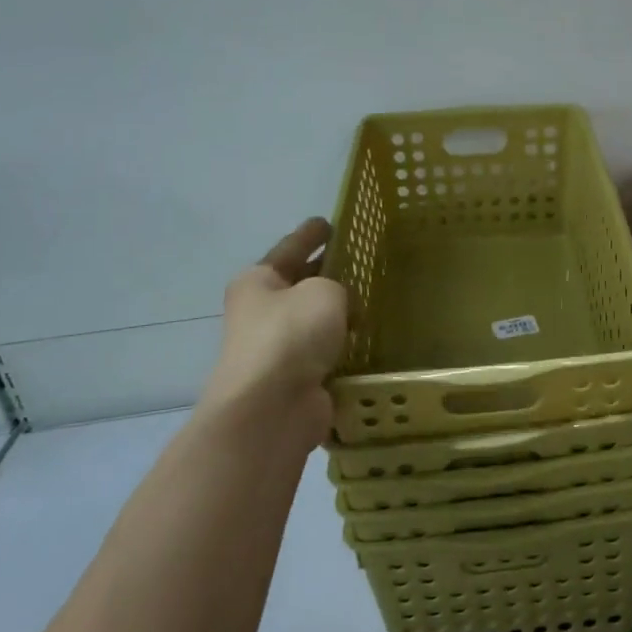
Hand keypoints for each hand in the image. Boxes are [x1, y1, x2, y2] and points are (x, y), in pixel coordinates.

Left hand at [197, 218, 347, 447]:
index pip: (290, 248)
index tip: (328, 222)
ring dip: (337, 315)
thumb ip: (337, 286)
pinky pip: (324, 352)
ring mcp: (276, 348)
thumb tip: (340, 305)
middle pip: (299, 284)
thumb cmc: (291, 335)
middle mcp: (261, 312)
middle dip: (327, 275)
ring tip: (373, 301)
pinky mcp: (294, 379)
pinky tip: (367, 340)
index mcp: (258, 281)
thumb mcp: (323, 292)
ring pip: (313, 321)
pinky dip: (342, 347)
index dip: (310, 234)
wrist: (272, 409)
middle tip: (361, 262)